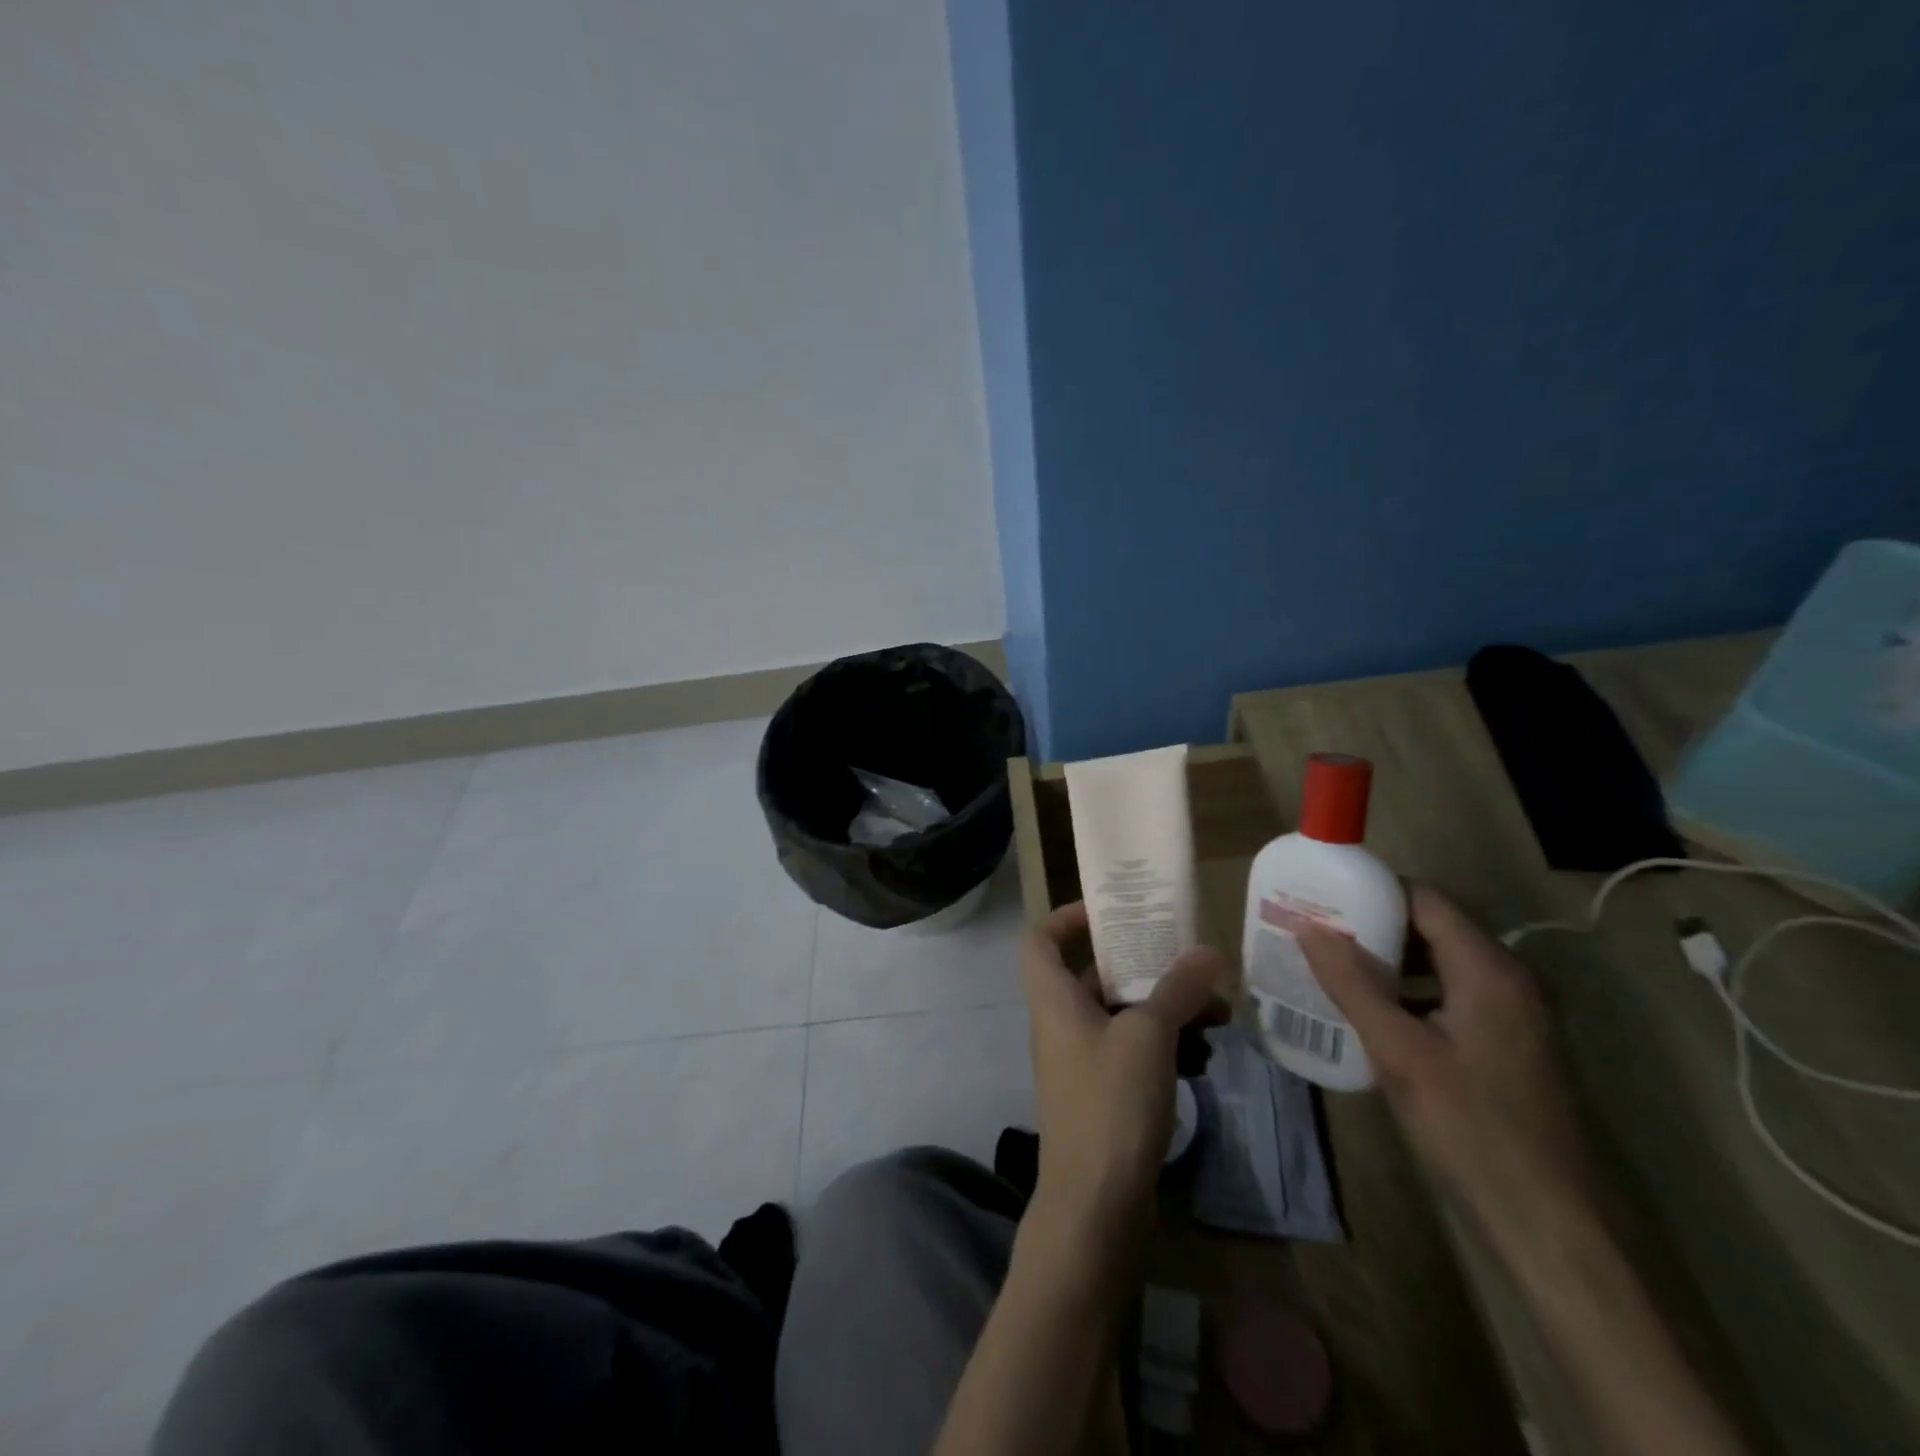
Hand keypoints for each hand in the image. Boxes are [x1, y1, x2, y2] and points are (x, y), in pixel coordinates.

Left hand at [1021, 902, 1227, 1252]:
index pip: (1040, 939)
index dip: (1068, 917)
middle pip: (1094, 975)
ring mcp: (1082, 1061)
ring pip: (1123, 1016)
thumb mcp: (1148, 1036)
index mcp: (1053, 998)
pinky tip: (1205, 1059)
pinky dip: (1165, 1047)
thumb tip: (1208, 951)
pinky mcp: (1104, 1094)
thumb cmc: (1110, 1103)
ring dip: (1166, 1010)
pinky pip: (1133, 1053)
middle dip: (1145, 968)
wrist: (1096, 1206)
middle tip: (1190, 964)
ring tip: (1216, 1016)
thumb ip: (1177, 989)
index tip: (1112, 912)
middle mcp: (1061, 1023)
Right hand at [1295, 886, 1592, 1249]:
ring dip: (1387, 960)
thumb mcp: (1398, 1052)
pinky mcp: (1507, 1045)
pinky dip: (1407, 991)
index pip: (1424, 900)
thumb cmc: (1471, 1129)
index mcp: (1490, 970)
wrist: (1549, 1226)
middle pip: (1432, 928)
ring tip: (1330, 964)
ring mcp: (1513, 1014)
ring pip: (1439, 963)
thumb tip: (1307, 926)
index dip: (1371, 891)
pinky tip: (1368, 1011)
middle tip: (1315, 930)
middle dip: (1372, 925)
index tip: (1320, 895)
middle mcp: (1509, 980)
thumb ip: (1352, 983)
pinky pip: (1449, 995)